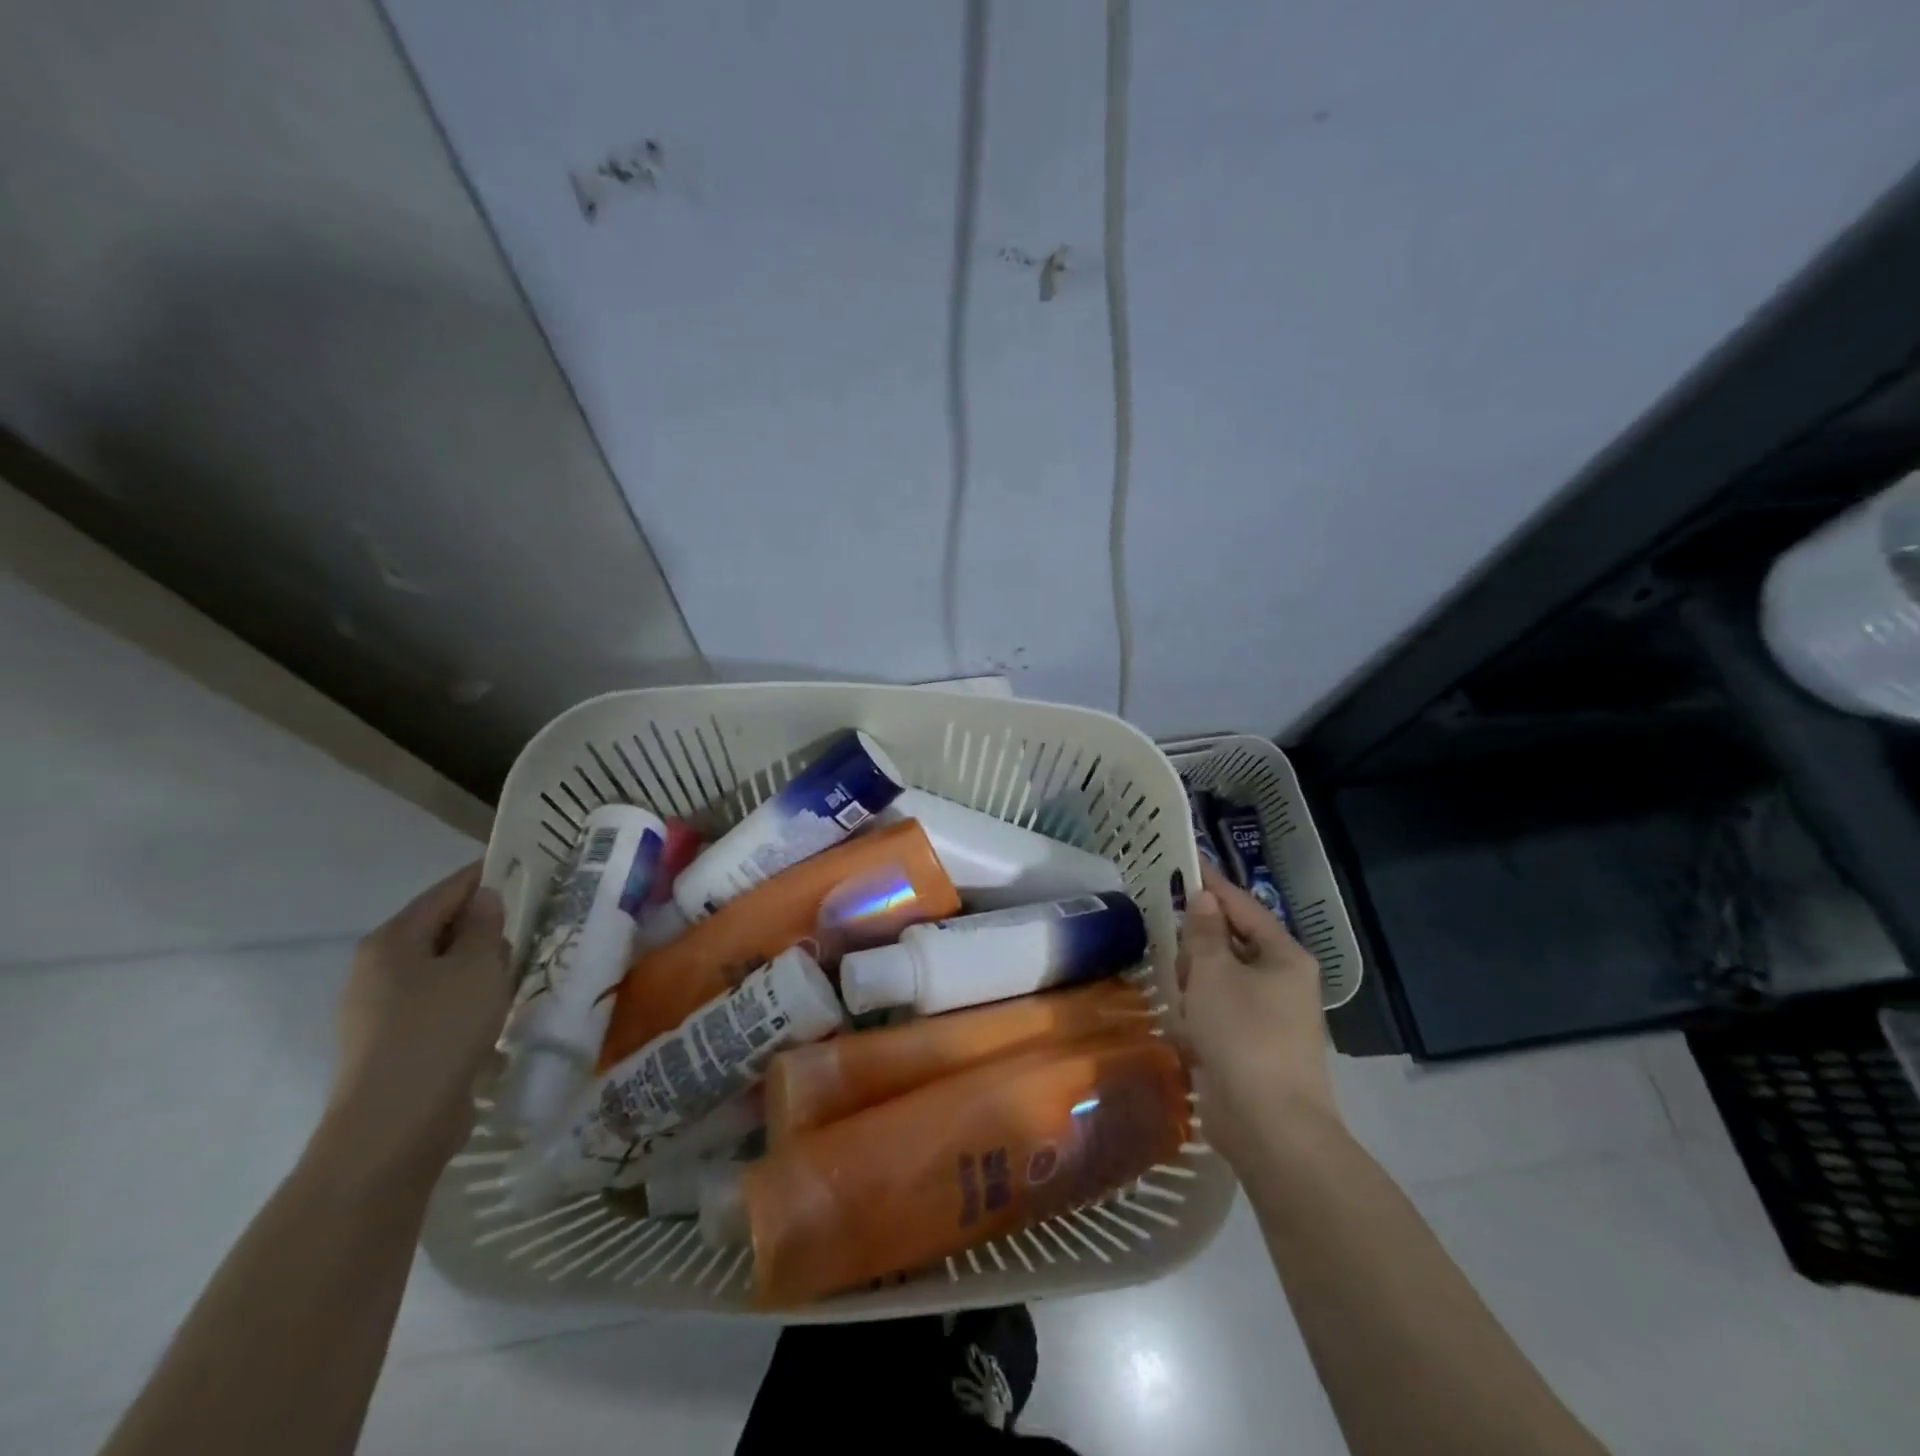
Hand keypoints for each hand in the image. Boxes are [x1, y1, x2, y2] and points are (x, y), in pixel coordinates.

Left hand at [317, 863, 512, 1187]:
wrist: (394, 1127)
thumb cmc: (439, 1031)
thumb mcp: (476, 968)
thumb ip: (483, 927)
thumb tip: (484, 898)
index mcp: (391, 941)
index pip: (445, 891)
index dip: (485, 876)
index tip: (526, 869)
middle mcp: (376, 969)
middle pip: (440, 929)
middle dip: (484, 927)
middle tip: (531, 930)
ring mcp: (378, 1010)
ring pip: (441, 969)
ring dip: (477, 967)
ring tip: (519, 973)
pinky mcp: (392, 1043)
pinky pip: (438, 1003)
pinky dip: (467, 998)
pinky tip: (494, 1012)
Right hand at [1176, 861, 1336, 1164]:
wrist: (1270, 1126)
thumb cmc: (1243, 1035)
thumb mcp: (1214, 974)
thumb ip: (1204, 932)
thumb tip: (1203, 899)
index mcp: (1283, 956)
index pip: (1242, 906)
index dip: (1211, 884)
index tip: (1182, 862)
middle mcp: (1282, 981)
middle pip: (1232, 941)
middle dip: (1198, 938)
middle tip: (1162, 929)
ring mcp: (1269, 1016)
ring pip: (1223, 977)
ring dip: (1195, 975)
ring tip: (1167, 976)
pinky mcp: (1252, 1045)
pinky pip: (1220, 1010)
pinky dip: (1199, 1006)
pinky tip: (1177, 1011)